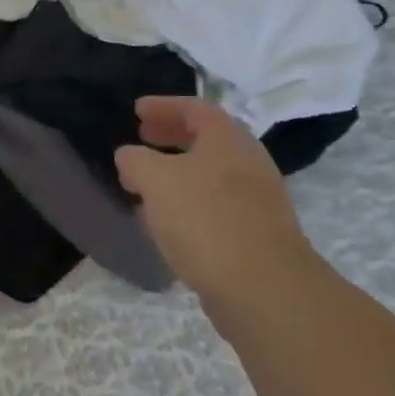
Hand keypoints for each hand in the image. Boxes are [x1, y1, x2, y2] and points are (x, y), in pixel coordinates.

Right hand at [116, 97, 319, 327]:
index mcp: (227, 137)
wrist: (265, 289)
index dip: (162, 106)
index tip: (136, 110)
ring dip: (177, 174)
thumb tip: (129, 156)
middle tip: (143, 138)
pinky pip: (215, 207)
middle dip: (170, 137)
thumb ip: (136, 160)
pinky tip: (167, 224)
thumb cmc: (206, 219)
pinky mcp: (256, 234)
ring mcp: (257, 199)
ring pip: (210, 175)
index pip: (193, 107)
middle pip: (205, 139)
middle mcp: (247, 160)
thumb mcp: (156, 180)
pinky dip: (189, 205)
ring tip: (146, 184)